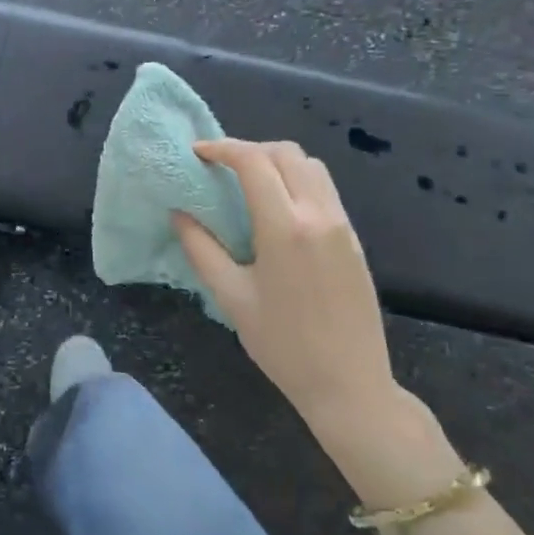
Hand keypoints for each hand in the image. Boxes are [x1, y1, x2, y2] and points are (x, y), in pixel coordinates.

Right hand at [174, 140, 399, 439]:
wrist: (350, 386)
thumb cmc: (282, 345)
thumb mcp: (231, 297)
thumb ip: (201, 248)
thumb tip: (179, 213)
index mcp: (285, 227)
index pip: (254, 162)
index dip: (222, 148)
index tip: (197, 154)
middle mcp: (319, 215)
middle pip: (286, 153)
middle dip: (249, 149)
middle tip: (220, 167)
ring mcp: (342, 225)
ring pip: (311, 166)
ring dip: (276, 161)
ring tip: (248, 182)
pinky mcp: (354, 239)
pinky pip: (324, 190)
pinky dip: (296, 181)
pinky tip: (277, 207)